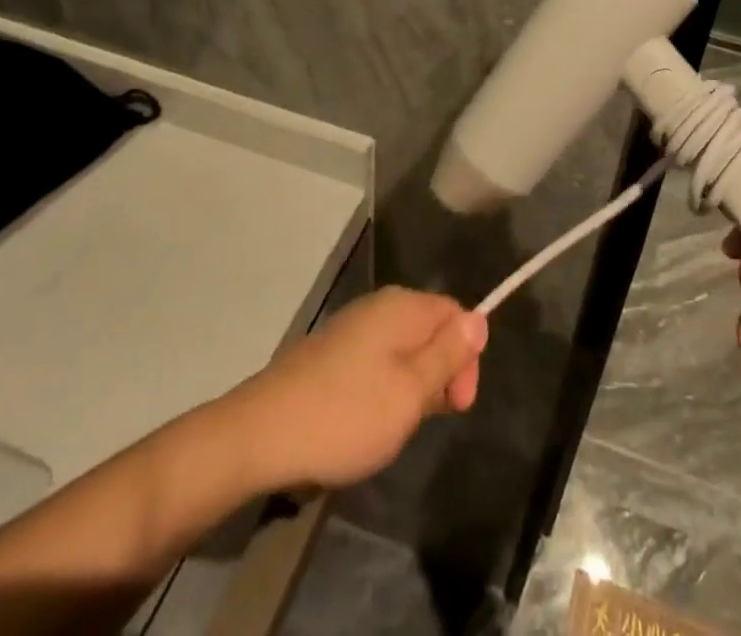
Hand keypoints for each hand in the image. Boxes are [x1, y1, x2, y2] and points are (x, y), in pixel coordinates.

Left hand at [228, 287, 487, 491]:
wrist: (260, 434)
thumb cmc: (346, 414)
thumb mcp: (410, 391)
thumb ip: (447, 354)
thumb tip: (479, 317)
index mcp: (402, 307)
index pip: (456, 314)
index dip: (466, 357)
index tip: (458, 406)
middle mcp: (379, 306)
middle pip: (430, 330)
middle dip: (439, 374)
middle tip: (424, 421)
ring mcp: (352, 328)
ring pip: (403, 349)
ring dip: (411, 386)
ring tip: (394, 427)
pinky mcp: (331, 352)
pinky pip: (376, 362)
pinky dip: (383, 390)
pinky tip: (367, 423)